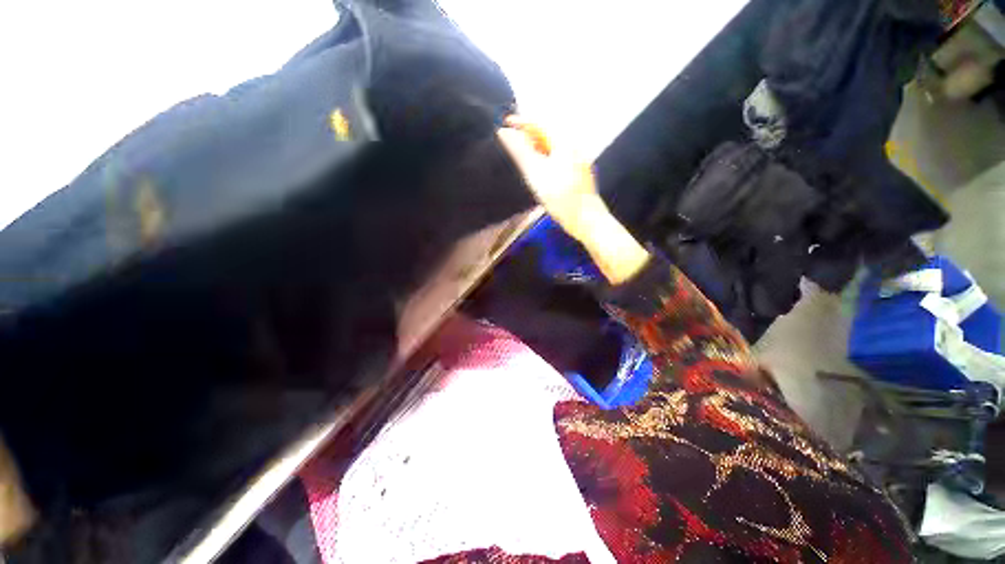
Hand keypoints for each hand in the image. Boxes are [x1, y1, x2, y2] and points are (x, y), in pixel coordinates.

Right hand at [497, 116, 649, 284]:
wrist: (586, 220)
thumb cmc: (561, 198)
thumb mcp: (536, 173)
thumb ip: (520, 151)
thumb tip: (504, 132)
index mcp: (565, 141)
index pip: (540, 123)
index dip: (521, 121)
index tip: (505, 123)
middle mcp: (574, 146)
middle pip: (548, 133)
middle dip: (529, 133)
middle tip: (511, 139)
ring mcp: (578, 159)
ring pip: (553, 146)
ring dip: (536, 146)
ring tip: (521, 153)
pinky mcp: (578, 172)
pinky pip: (559, 156)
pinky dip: (545, 157)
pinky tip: (539, 167)